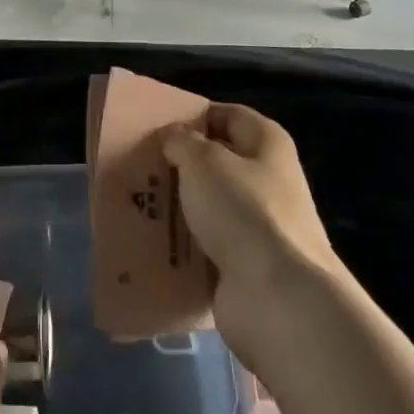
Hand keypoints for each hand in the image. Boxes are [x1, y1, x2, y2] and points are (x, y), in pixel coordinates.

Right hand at [162, 105, 338, 371]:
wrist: (277, 298)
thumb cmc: (243, 211)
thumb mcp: (203, 162)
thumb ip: (181, 141)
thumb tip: (173, 137)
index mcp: (268, 144)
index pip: (227, 115)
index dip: (194, 116)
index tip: (157, 126)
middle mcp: (269, 180)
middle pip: (217, 163)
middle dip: (180, 165)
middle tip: (138, 166)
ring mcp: (260, 226)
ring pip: (209, 206)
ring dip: (178, 207)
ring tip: (136, 203)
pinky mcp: (247, 266)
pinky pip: (207, 247)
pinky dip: (183, 246)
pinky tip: (151, 243)